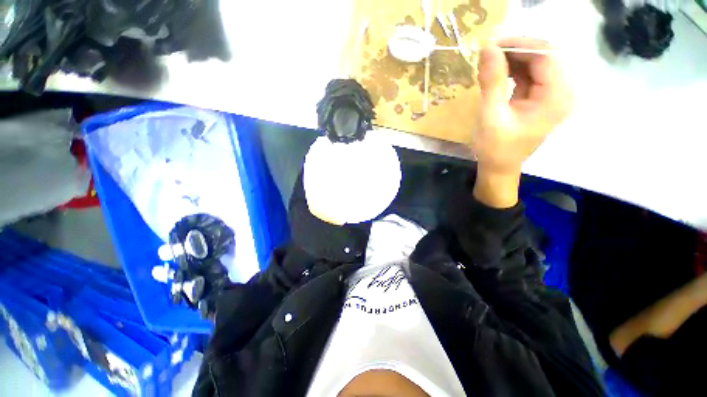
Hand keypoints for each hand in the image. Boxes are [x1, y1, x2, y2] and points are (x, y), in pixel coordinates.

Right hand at [472, 38, 573, 207]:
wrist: (499, 167)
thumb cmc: (495, 147)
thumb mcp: (491, 115)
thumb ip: (492, 81)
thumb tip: (487, 47)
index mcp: (556, 97)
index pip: (546, 55)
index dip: (520, 44)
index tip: (491, 45)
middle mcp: (562, 91)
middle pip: (545, 55)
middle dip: (516, 50)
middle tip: (488, 54)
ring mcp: (553, 94)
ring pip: (537, 62)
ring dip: (513, 59)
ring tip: (489, 64)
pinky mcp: (542, 97)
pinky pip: (531, 74)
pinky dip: (514, 69)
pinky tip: (497, 73)